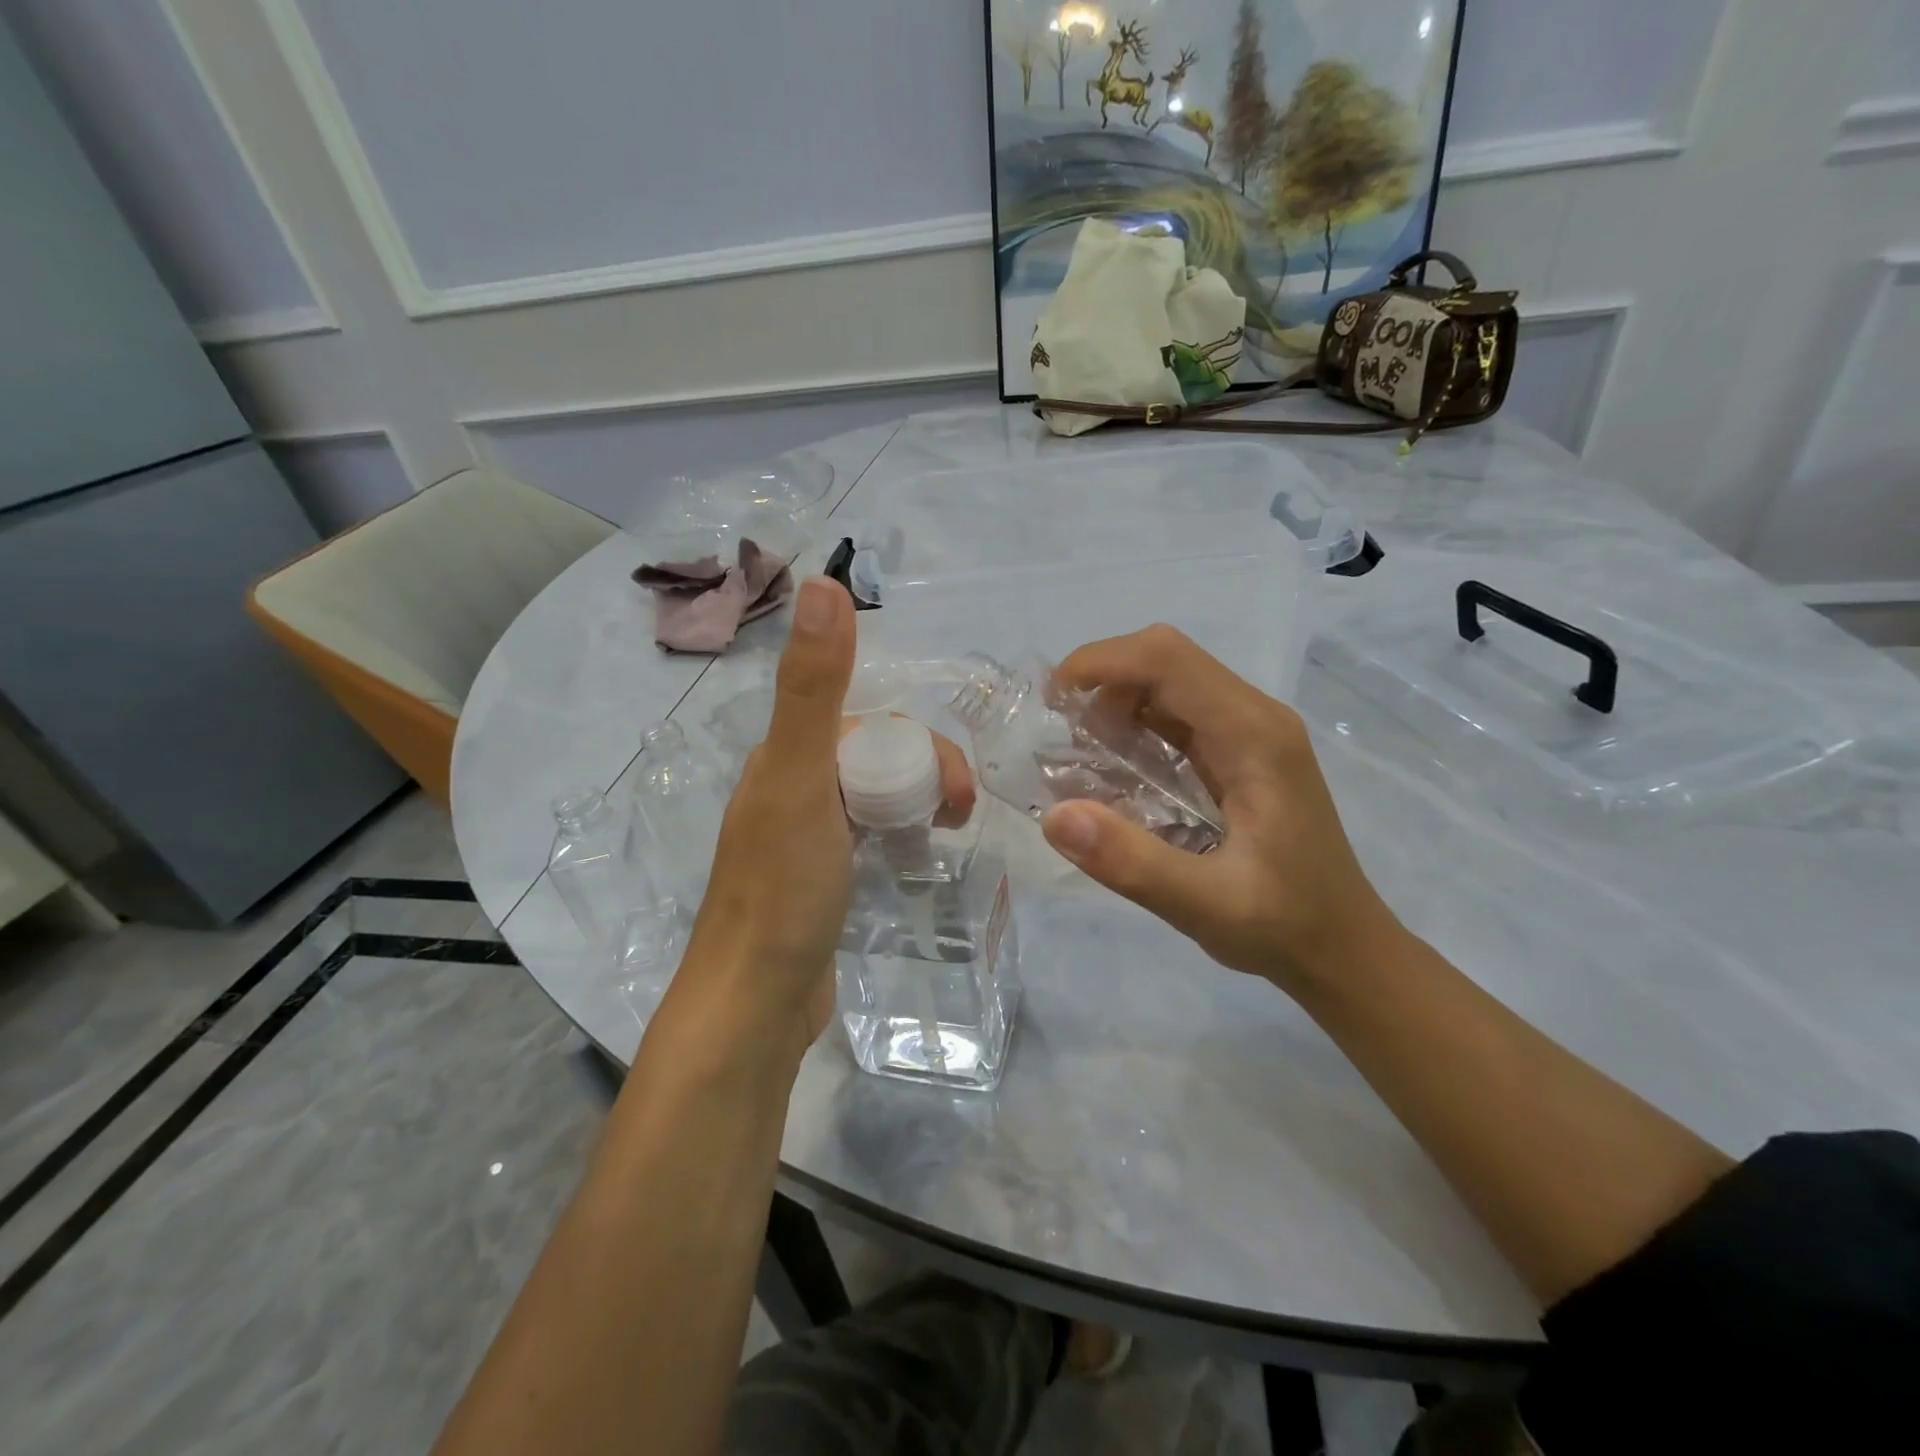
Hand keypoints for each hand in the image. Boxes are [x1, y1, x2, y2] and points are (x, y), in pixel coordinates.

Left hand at [665, 578, 970, 1064]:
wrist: (755, 1004)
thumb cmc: (783, 890)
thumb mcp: (801, 778)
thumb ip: (813, 685)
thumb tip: (822, 582)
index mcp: (786, 758)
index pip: (870, 724)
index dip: (920, 746)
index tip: (952, 792)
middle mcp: (791, 788)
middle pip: (878, 757)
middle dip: (926, 774)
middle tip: (956, 818)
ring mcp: (806, 838)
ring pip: (876, 795)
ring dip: (917, 802)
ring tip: (945, 836)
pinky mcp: (821, 879)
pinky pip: (870, 835)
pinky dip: (899, 835)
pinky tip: (915, 859)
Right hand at [1038, 624, 1394, 990]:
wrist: (1344, 948)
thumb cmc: (1284, 927)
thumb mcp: (1205, 907)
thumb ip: (1132, 862)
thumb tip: (1054, 816)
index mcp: (1255, 736)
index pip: (1168, 659)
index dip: (1102, 663)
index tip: (1051, 704)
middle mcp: (1256, 717)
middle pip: (1166, 659)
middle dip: (1102, 682)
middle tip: (1062, 738)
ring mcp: (1251, 731)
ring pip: (1169, 682)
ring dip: (1115, 704)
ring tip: (1082, 758)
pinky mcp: (1241, 751)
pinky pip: (1178, 714)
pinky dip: (1134, 727)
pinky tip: (1117, 772)